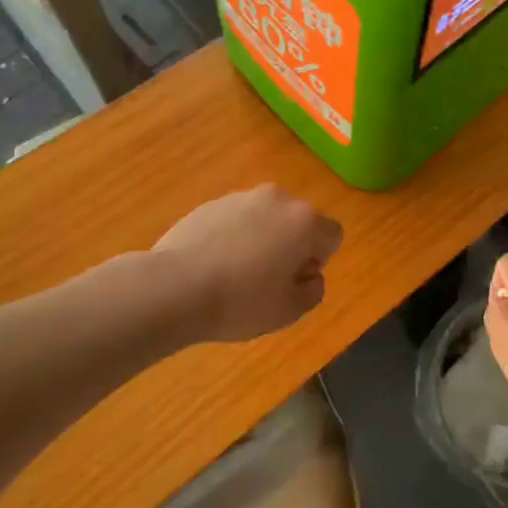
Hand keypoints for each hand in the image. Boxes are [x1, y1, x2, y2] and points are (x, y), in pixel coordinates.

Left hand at [153, 185, 342, 342]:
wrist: (174, 288)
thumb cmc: (241, 301)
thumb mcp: (289, 311)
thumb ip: (313, 290)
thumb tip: (309, 275)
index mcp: (304, 221)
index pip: (332, 235)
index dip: (319, 261)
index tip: (294, 282)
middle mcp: (278, 199)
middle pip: (298, 222)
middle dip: (290, 246)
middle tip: (268, 280)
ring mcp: (241, 197)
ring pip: (265, 219)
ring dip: (261, 239)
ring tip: (235, 274)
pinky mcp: (210, 203)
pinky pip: (235, 220)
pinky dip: (232, 237)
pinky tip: (212, 266)